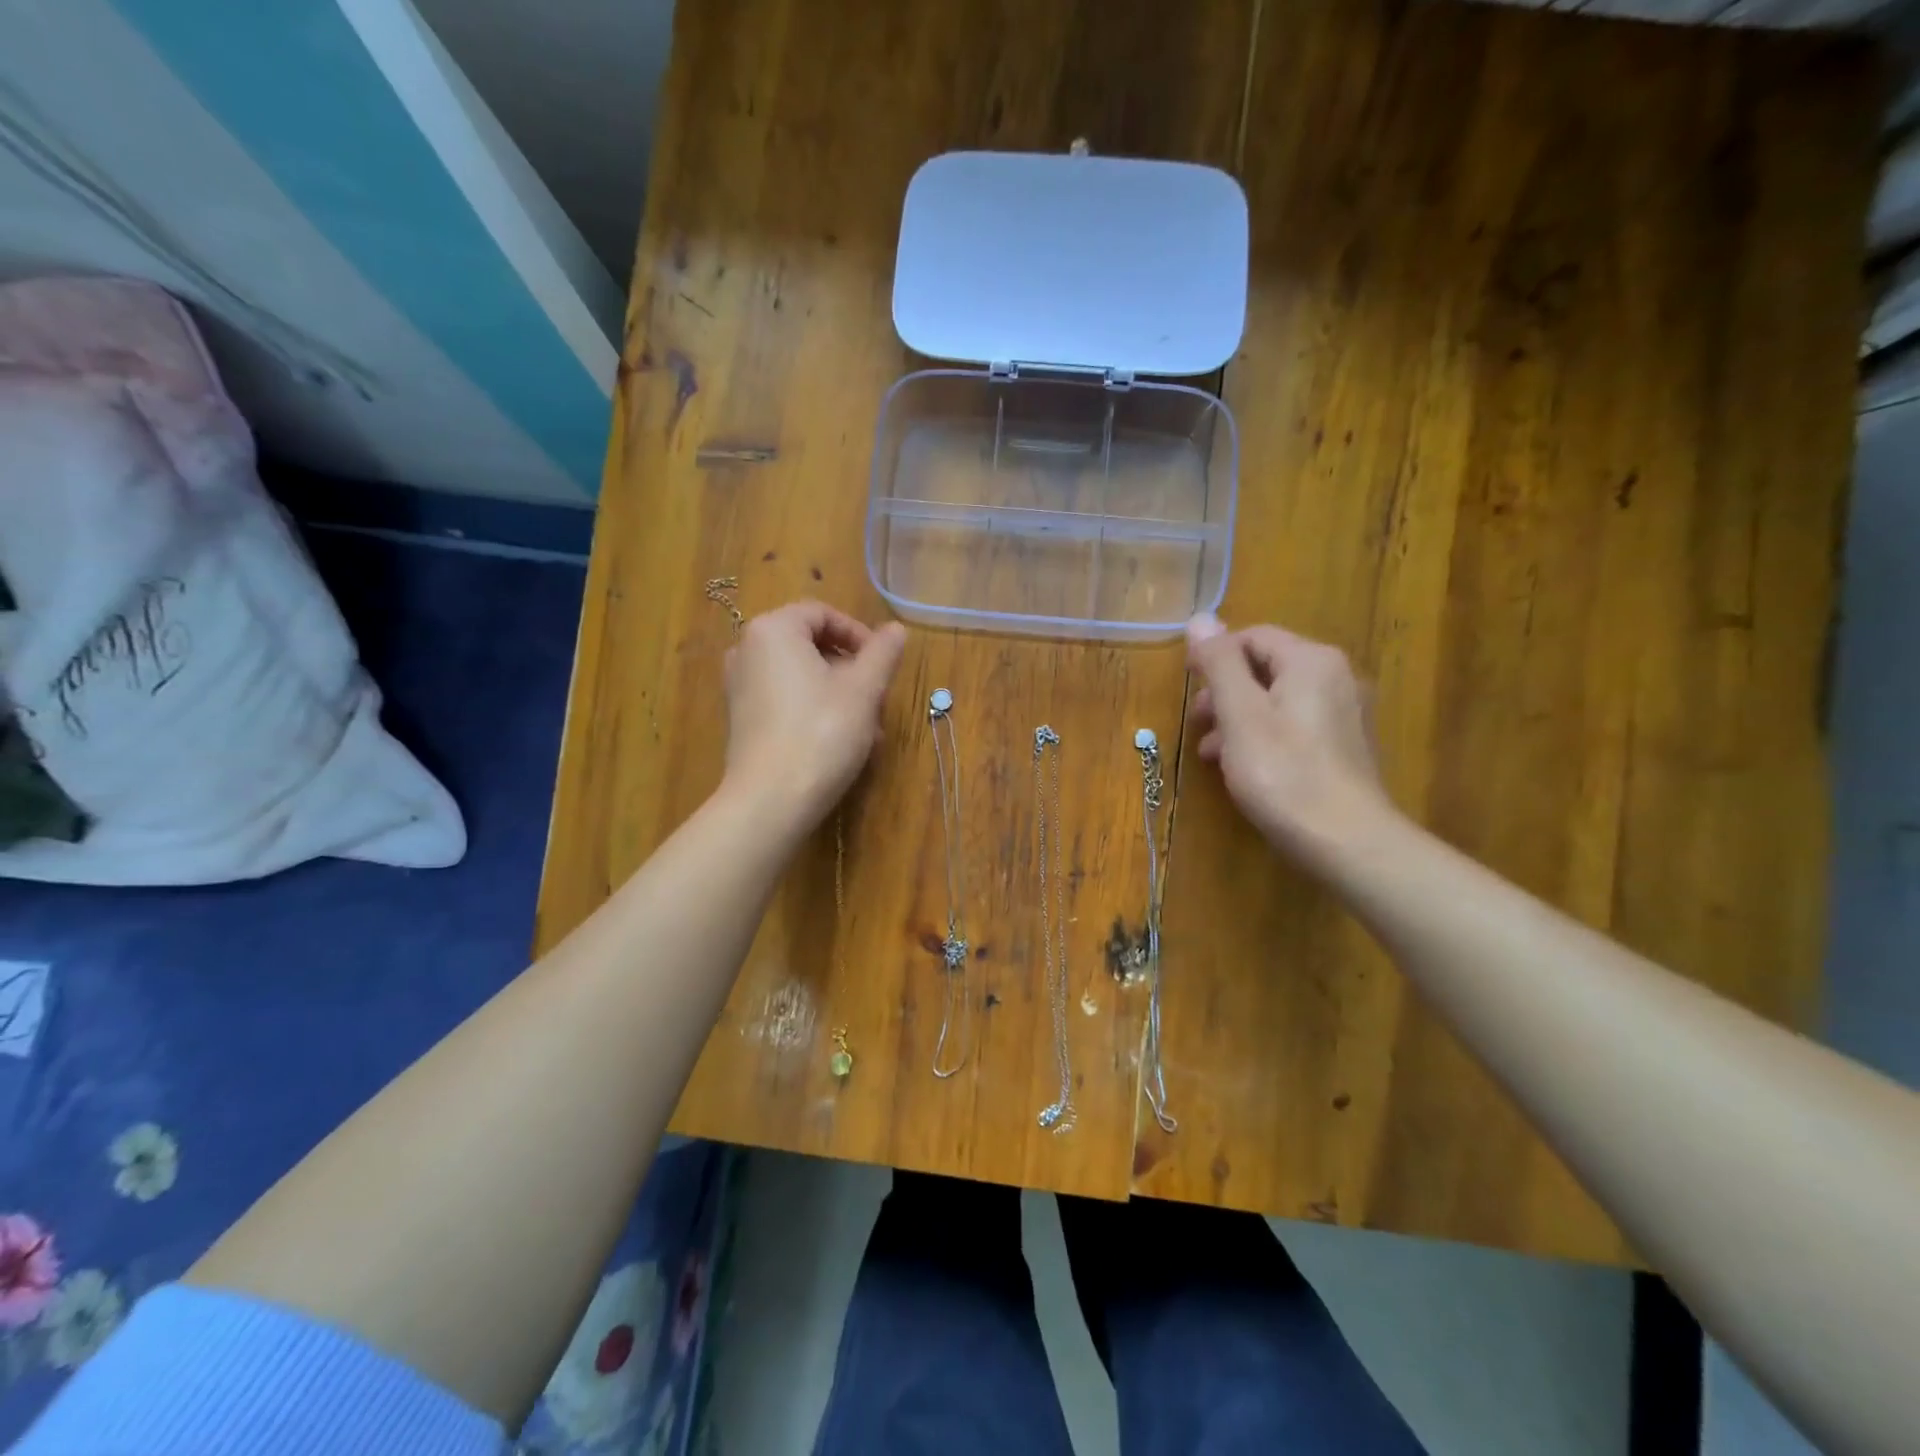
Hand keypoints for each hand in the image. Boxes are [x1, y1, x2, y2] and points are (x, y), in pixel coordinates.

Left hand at [722, 601, 907, 831]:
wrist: (770, 800)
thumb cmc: (821, 733)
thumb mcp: (863, 690)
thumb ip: (882, 653)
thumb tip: (896, 630)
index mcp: (773, 630)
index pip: (821, 614)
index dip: (858, 633)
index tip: (882, 662)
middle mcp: (747, 650)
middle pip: (810, 645)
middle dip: (851, 670)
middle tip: (878, 699)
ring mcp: (740, 687)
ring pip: (802, 677)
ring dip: (839, 694)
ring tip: (869, 729)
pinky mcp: (742, 719)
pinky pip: (785, 700)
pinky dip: (815, 710)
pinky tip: (841, 742)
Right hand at [1185, 614, 1396, 866]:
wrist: (1346, 841)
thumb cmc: (1283, 773)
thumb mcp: (1240, 714)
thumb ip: (1219, 664)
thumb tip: (1200, 618)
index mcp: (1311, 661)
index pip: (1253, 637)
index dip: (1214, 656)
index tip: (1187, 687)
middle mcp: (1335, 677)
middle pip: (1266, 667)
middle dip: (1224, 691)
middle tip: (1197, 721)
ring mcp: (1344, 713)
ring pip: (1277, 699)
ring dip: (1237, 718)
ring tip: (1210, 751)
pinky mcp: (1344, 746)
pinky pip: (1293, 725)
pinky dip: (1262, 736)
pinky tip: (1242, 767)